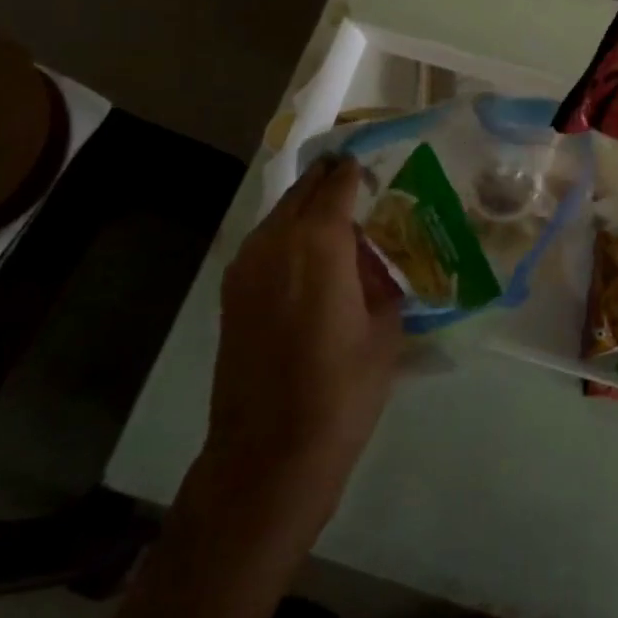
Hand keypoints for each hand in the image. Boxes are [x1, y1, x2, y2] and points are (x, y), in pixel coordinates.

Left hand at [205, 155, 403, 514]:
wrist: (269, 453)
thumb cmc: (342, 390)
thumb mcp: (385, 330)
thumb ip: (383, 283)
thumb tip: (378, 266)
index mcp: (320, 241)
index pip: (338, 184)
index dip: (355, 169)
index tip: (374, 164)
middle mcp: (277, 241)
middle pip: (303, 190)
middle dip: (330, 180)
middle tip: (359, 182)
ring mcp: (247, 265)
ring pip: (280, 214)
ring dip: (307, 207)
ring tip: (339, 222)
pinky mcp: (232, 292)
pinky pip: (265, 243)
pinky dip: (288, 235)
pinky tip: (311, 260)